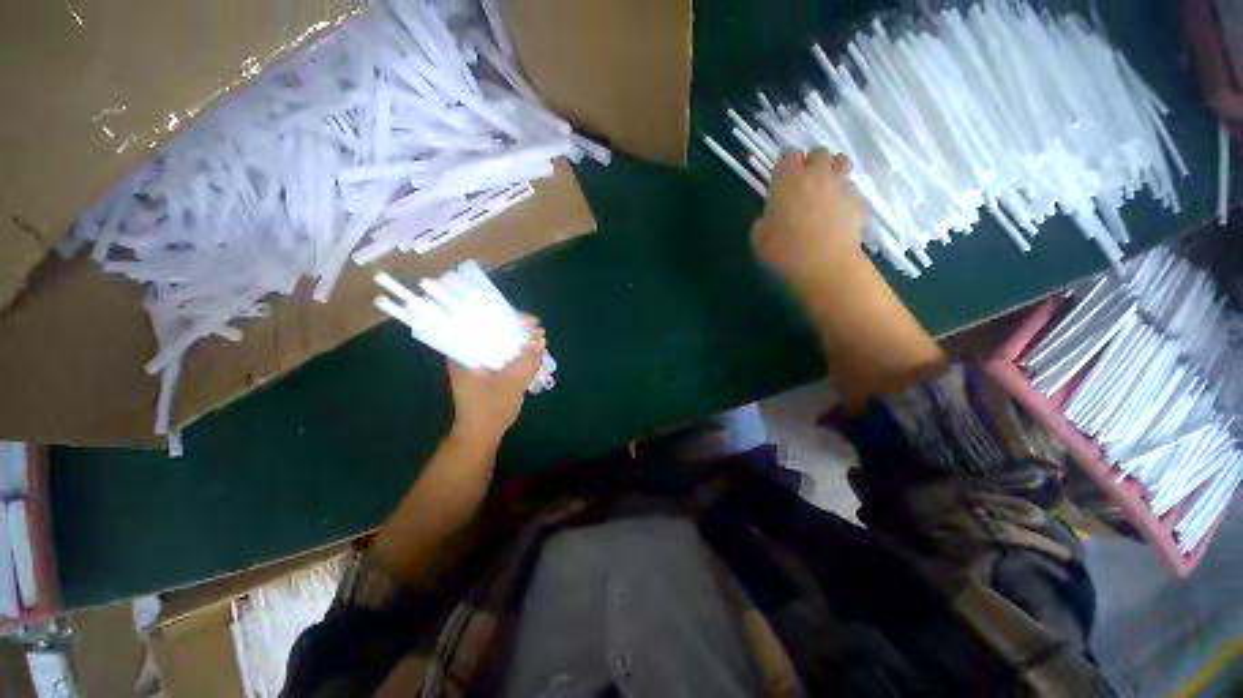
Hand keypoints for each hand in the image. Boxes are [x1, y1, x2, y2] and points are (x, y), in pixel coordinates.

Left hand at [447, 317, 546, 446]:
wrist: (480, 437)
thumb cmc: (491, 408)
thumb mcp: (513, 382)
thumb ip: (528, 360)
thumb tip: (540, 339)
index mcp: (463, 354)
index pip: (483, 324)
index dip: (508, 319)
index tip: (529, 322)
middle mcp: (464, 356)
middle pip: (491, 334)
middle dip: (516, 332)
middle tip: (536, 331)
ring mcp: (473, 367)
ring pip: (497, 346)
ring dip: (516, 344)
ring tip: (535, 341)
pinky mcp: (481, 376)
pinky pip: (499, 358)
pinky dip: (513, 355)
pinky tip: (528, 355)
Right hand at [751, 149, 867, 293]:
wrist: (824, 265)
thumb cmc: (784, 252)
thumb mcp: (759, 240)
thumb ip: (762, 223)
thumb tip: (767, 220)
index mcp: (787, 180)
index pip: (788, 156)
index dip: (786, 166)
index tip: (782, 180)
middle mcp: (816, 174)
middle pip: (818, 152)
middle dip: (812, 163)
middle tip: (805, 183)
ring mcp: (840, 184)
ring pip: (841, 161)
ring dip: (833, 170)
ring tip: (826, 190)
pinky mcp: (859, 199)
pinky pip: (852, 187)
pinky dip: (845, 194)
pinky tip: (839, 212)